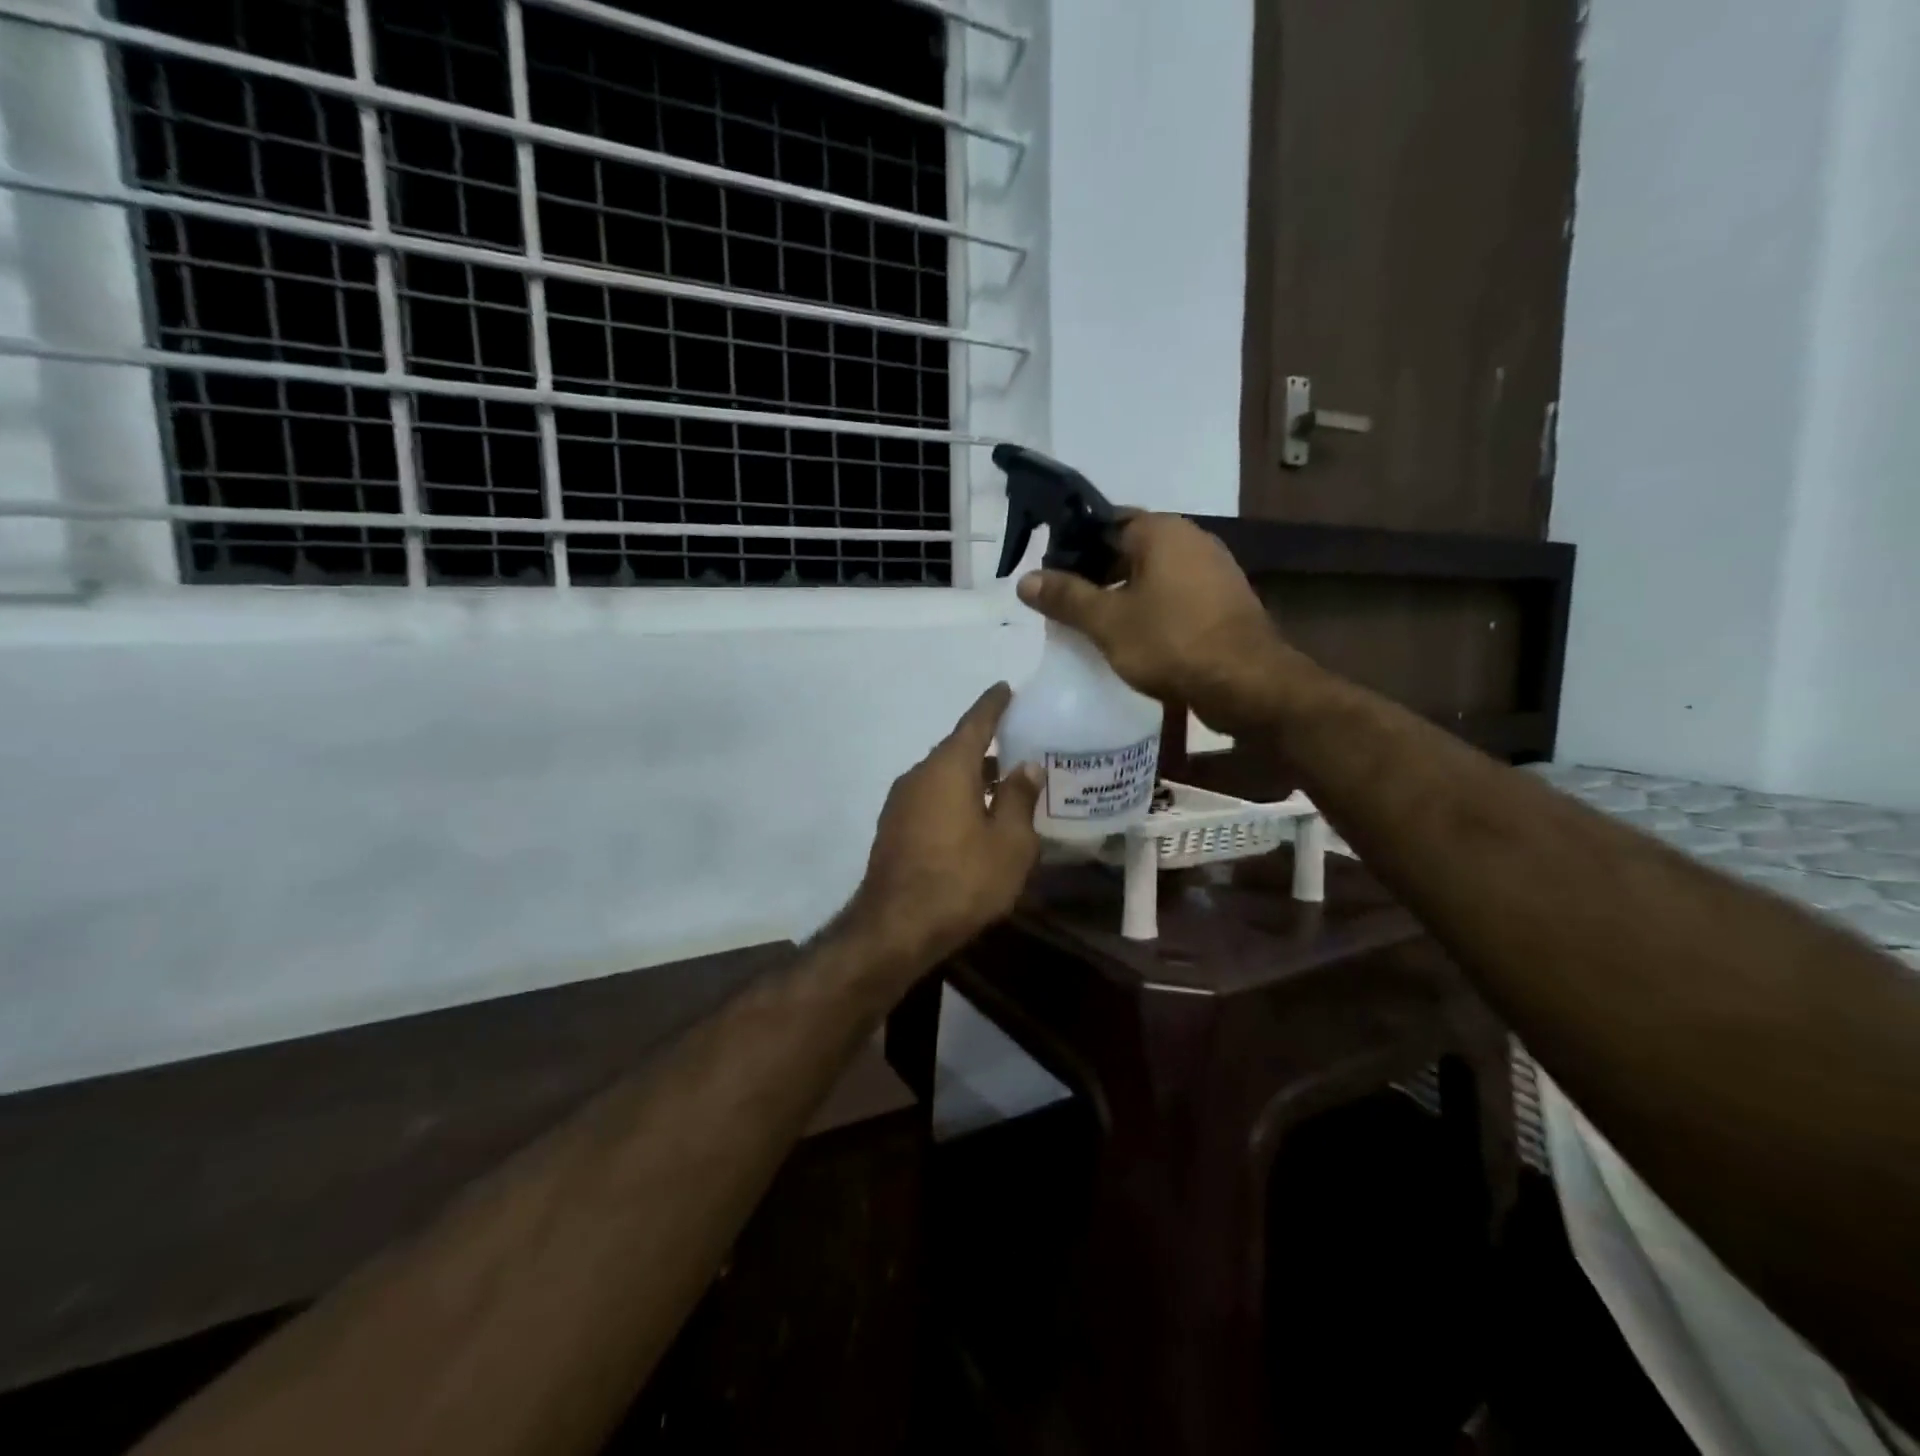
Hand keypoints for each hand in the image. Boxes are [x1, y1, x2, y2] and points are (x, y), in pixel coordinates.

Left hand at [845, 684, 1042, 975]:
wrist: (896, 927)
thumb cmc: (962, 879)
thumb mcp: (1009, 843)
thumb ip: (1019, 799)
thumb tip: (1025, 767)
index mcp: (949, 767)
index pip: (975, 723)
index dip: (993, 705)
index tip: (1005, 688)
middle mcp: (919, 775)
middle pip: (957, 751)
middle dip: (986, 748)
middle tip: (1017, 746)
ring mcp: (900, 802)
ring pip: (943, 778)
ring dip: (971, 778)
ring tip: (1002, 787)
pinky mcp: (893, 828)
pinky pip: (930, 799)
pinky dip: (954, 798)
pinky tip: (973, 819)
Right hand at [1016, 512, 1293, 729]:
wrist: (1247, 683)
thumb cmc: (1171, 642)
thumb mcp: (1107, 622)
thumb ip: (1065, 597)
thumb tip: (1025, 580)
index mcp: (1162, 531)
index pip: (1106, 522)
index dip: (1073, 546)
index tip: (1051, 574)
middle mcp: (1191, 540)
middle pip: (1130, 548)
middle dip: (1097, 573)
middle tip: (1066, 603)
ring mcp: (1214, 570)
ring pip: (1154, 574)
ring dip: (1124, 594)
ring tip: (1094, 624)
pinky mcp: (1224, 602)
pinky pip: (1175, 596)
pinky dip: (1151, 609)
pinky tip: (1133, 638)